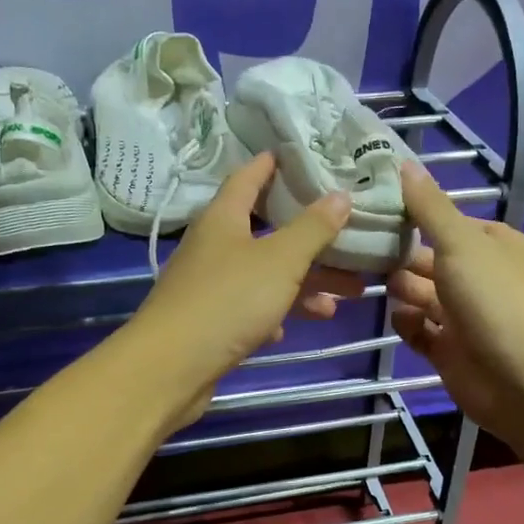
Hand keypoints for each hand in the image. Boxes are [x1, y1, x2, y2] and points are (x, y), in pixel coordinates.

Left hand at [120, 153, 362, 429]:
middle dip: (311, 238)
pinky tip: (301, 322)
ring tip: (349, 293)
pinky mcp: (212, 321)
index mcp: (223, 218)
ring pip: (267, 274)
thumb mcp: (279, 260)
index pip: (249, 177)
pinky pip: (253, 308)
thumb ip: (312, 229)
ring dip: (305, 281)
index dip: (274, 164)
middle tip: (351, 238)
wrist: (172, 368)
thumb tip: (340, 195)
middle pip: (268, 231)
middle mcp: (214, 246)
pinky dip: (279, 311)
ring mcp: (211, 285)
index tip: (303, 155)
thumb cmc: (228, 301)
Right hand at [389, 160, 523, 444]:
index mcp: (492, 244)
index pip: (447, 222)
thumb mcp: (459, 242)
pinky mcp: (449, 349)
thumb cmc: (492, 299)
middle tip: (361, 250)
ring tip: (375, 284)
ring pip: (421, 295)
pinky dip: (408, 325)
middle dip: (400, 256)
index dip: (414, 216)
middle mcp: (479, 277)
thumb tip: (405, 164)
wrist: (519, 377)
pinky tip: (401, 320)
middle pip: (429, 259)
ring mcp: (464, 315)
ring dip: (400, 289)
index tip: (375, 210)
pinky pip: (419, 330)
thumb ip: (429, 207)